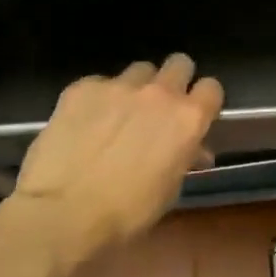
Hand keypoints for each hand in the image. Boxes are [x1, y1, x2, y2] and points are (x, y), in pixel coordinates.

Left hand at [5, 55, 223, 273]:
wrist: (63, 213)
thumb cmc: (128, 212)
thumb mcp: (170, 188)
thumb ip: (184, 157)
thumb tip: (193, 151)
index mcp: (189, 119)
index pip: (212, 88)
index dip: (204, 101)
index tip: (194, 115)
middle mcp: (159, 94)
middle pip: (179, 63)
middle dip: (175, 81)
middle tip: (161, 107)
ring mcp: (119, 87)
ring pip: (139, 70)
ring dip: (137, 88)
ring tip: (120, 114)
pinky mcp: (82, 88)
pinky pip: (100, 83)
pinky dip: (99, 99)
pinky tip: (86, 123)